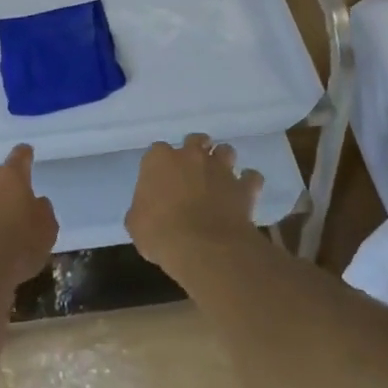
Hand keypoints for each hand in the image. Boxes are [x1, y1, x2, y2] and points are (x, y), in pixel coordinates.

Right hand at [126, 134, 264, 273]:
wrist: (203, 247)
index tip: (160, 180)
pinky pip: (251, 177)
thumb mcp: (136, 224)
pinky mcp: (243, 186)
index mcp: (159, 160)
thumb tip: (146, 211)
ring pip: (225, 150)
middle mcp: (191, 156)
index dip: (159, 165)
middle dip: (195, 150)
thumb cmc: (160, 233)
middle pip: (195, 140)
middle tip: (192, 171)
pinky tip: (244, 192)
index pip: (157, 150)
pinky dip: (248, 183)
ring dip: (222, 161)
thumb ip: (142, 209)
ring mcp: (220, 168)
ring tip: (219, 177)